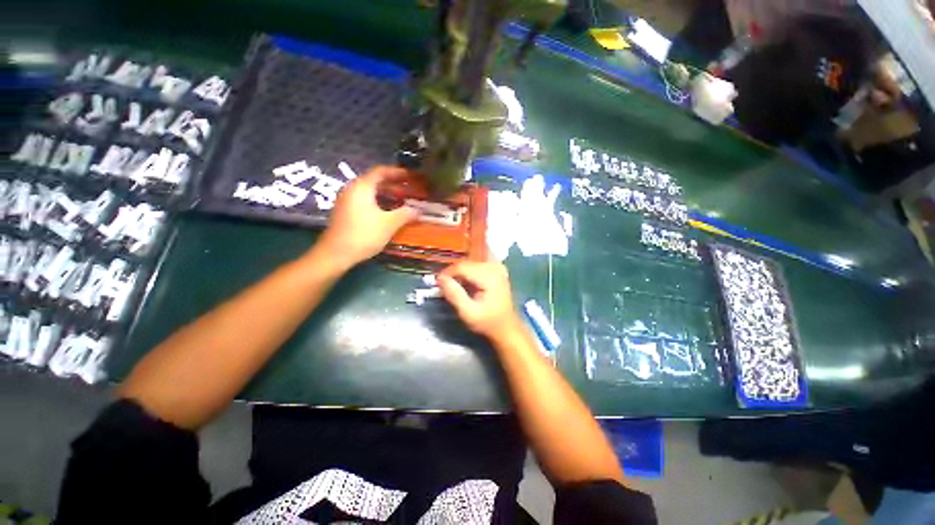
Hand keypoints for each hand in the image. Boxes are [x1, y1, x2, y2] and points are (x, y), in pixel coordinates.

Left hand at [317, 166, 418, 267]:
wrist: (336, 254)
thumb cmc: (364, 234)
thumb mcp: (389, 224)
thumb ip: (405, 214)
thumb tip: (418, 211)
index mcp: (362, 186)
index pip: (381, 171)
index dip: (398, 172)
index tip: (411, 176)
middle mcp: (353, 189)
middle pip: (376, 181)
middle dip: (394, 185)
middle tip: (410, 190)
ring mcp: (347, 200)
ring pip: (371, 192)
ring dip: (387, 195)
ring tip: (403, 201)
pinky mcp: (346, 212)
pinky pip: (365, 201)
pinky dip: (379, 202)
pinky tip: (389, 213)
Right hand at [438, 261, 522, 340]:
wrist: (507, 328)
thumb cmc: (487, 322)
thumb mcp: (468, 313)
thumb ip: (454, 294)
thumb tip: (440, 278)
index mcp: (490, 276)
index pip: (461, 266)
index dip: (447, 273)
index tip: (437, 285)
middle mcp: (495, 266)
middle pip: (466, 263)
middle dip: (453, 274)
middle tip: (445, 289)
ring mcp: (497, 266)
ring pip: (469, 263)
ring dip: (460, 274)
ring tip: (456, 289)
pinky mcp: (497, 269)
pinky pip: (476, 265)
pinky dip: (468, 273)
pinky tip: (467, 285)